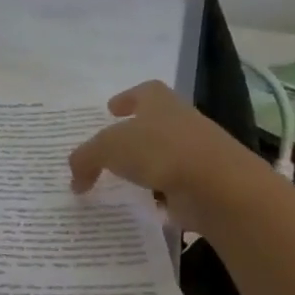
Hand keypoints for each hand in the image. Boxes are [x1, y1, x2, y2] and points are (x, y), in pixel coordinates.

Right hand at [69, 81, 266, 233]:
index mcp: (160, 103)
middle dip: (135, 132)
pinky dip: (160, 192)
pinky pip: (174, 185)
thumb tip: (75, 179)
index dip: (127, 97)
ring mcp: (196, 153)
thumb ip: (85, 159)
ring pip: (165, 154)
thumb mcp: (107, 149)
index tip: (111, 109)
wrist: (218, 187)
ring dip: (147, 164)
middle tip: (112, 145)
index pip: (144, 91)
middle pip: (155, 122)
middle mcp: (181, 122)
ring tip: (122, 177)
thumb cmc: (159, 152)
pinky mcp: (204, 183)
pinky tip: (143, 203)